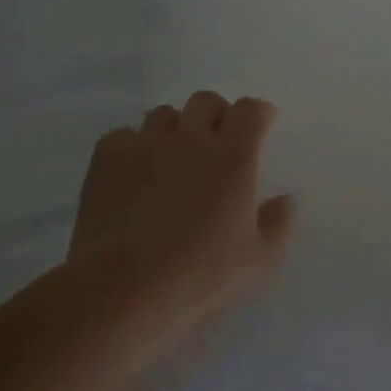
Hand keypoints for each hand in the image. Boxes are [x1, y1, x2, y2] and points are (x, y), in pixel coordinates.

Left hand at [66, 91, 295, 330]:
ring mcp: (145, 144)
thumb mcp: (259, 260)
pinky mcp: (107, 158)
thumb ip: (279, 224)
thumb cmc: (201, 276)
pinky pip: (124, 134)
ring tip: (174, 159)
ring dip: (176, 129)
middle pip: (206, 101)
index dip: (258, 114)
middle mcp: (190, 139)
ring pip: (164, 114)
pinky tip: (136, 174)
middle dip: (217, 115)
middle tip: (218, 143)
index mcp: (233, 157)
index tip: (261, 126)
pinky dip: (135, 146)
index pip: (250, 110)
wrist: (125, 289)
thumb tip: (284, 200)